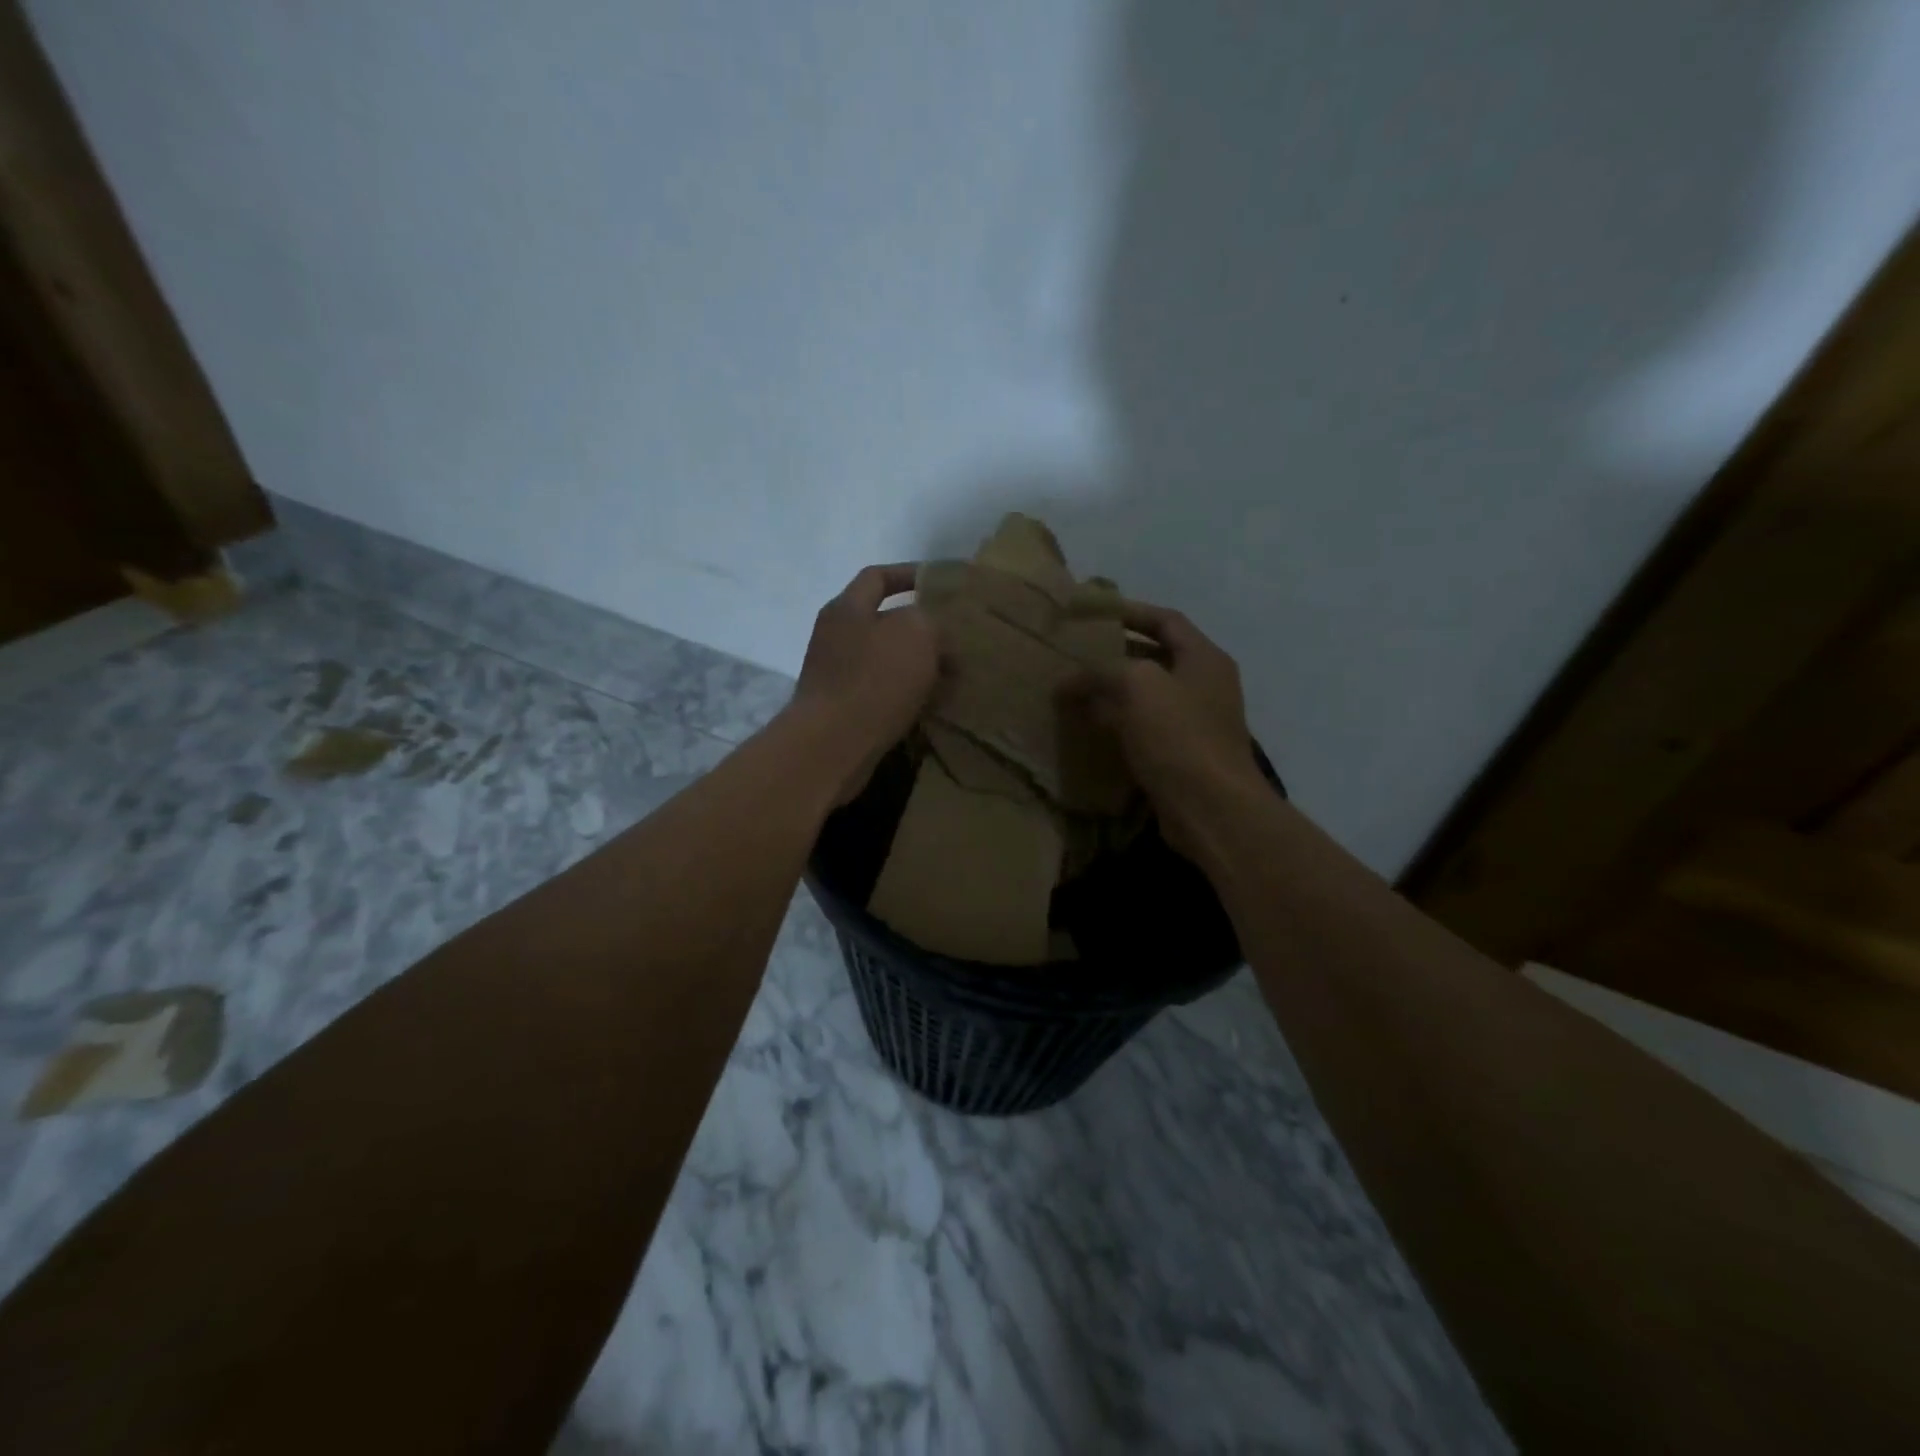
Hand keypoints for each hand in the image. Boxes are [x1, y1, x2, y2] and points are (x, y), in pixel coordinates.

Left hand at [789, 564, 940, 802]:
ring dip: (917, 666)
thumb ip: (931, 621)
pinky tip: (931, 705)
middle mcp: (835, 637)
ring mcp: (835, 675)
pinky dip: (906, 695)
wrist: (831, 746)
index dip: (910, 574)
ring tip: (951, 675)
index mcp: (847, 609)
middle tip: (955, 638)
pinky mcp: (841, 709)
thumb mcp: (916, 634)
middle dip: (920, 629)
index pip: (878, 576)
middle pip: (882, 621)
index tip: (941, 584)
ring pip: (885, 660)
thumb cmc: (873, 681)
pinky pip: (881, 692)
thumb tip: (936, 636)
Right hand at [1068, 601, 1262, 855]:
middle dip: (1114, 655)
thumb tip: (1067, 682)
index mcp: (1204, 659)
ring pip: (1146, 697)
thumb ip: (1100, 672)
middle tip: (1075, 654)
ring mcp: (1194, 724)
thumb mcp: (1137, 686)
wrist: (1212, 809)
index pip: (1166, 620)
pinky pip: (1142, 730)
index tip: (1092, 614)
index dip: (1130, 612)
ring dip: (1111, 693)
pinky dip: (1116, 725)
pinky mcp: (1180, 757)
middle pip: (1155, 658)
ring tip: (1073, 691)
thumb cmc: (1180, 736)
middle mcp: (1204, 686)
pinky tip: (1087, 729)